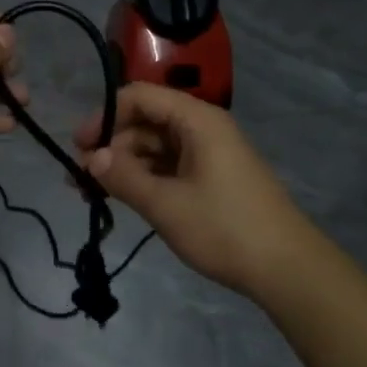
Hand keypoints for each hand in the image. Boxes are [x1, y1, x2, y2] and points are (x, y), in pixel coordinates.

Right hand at [76, 84, 320, 298]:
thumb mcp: (166, 204)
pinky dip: (145, 178)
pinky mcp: (212, 177)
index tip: (78, 147)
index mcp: (196, 119)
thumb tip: (90, 158)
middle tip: (80, 180)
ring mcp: (209, 153)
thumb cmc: (225, 228)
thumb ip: (124, 177)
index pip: (139, 97)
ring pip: (155, 147)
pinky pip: (169, 166)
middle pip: (146, 121)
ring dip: (124, 166)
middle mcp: (202, 127)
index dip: (104, 116)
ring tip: (94, 195)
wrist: (288, 269)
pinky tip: (124, 199)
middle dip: (111, 146)